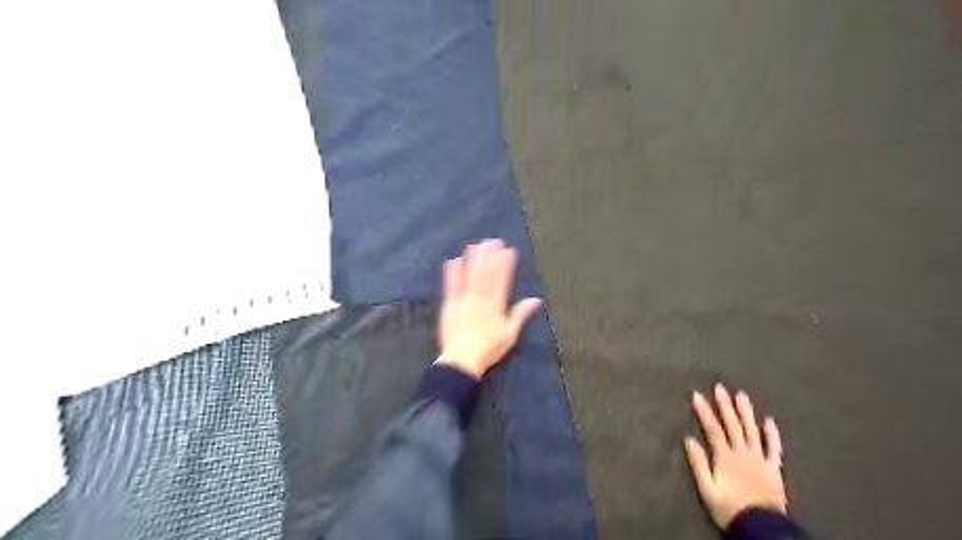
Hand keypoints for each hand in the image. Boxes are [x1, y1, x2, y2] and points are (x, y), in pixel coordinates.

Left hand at [437, 238, 539, 380]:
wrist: (462, 360)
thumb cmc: (489, 349)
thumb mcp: (510, 335)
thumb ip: (521, 314)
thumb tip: (536, 300)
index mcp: (496, 305)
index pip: (502, 279)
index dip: (505, 263)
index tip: (508, 250)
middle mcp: (480, 298)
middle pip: (485, 273)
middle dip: (490, 255)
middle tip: (493, 241)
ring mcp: (463, 300)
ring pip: (468, 275)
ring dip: (472, 259)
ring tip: (475, 245)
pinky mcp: (449, 305)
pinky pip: (450, 285)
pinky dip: (451, 272)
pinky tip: (453, 260)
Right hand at [684, 385, 779, 528]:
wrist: (761, 528)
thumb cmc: (729, 508)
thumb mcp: (707, 489)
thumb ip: (699, 464)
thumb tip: (689, 440)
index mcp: (725, 457)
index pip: (713, 429)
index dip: (704, 411)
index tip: (696, 394)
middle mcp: (743, 452)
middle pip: (733, 425)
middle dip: (725, 405)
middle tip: (720, 387)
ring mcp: (760, 458)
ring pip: (752, 430)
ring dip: (746, 412)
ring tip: (741, 395)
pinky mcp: (774, 467)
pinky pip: (773, 447)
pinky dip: (772, 433)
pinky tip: (769, 420)